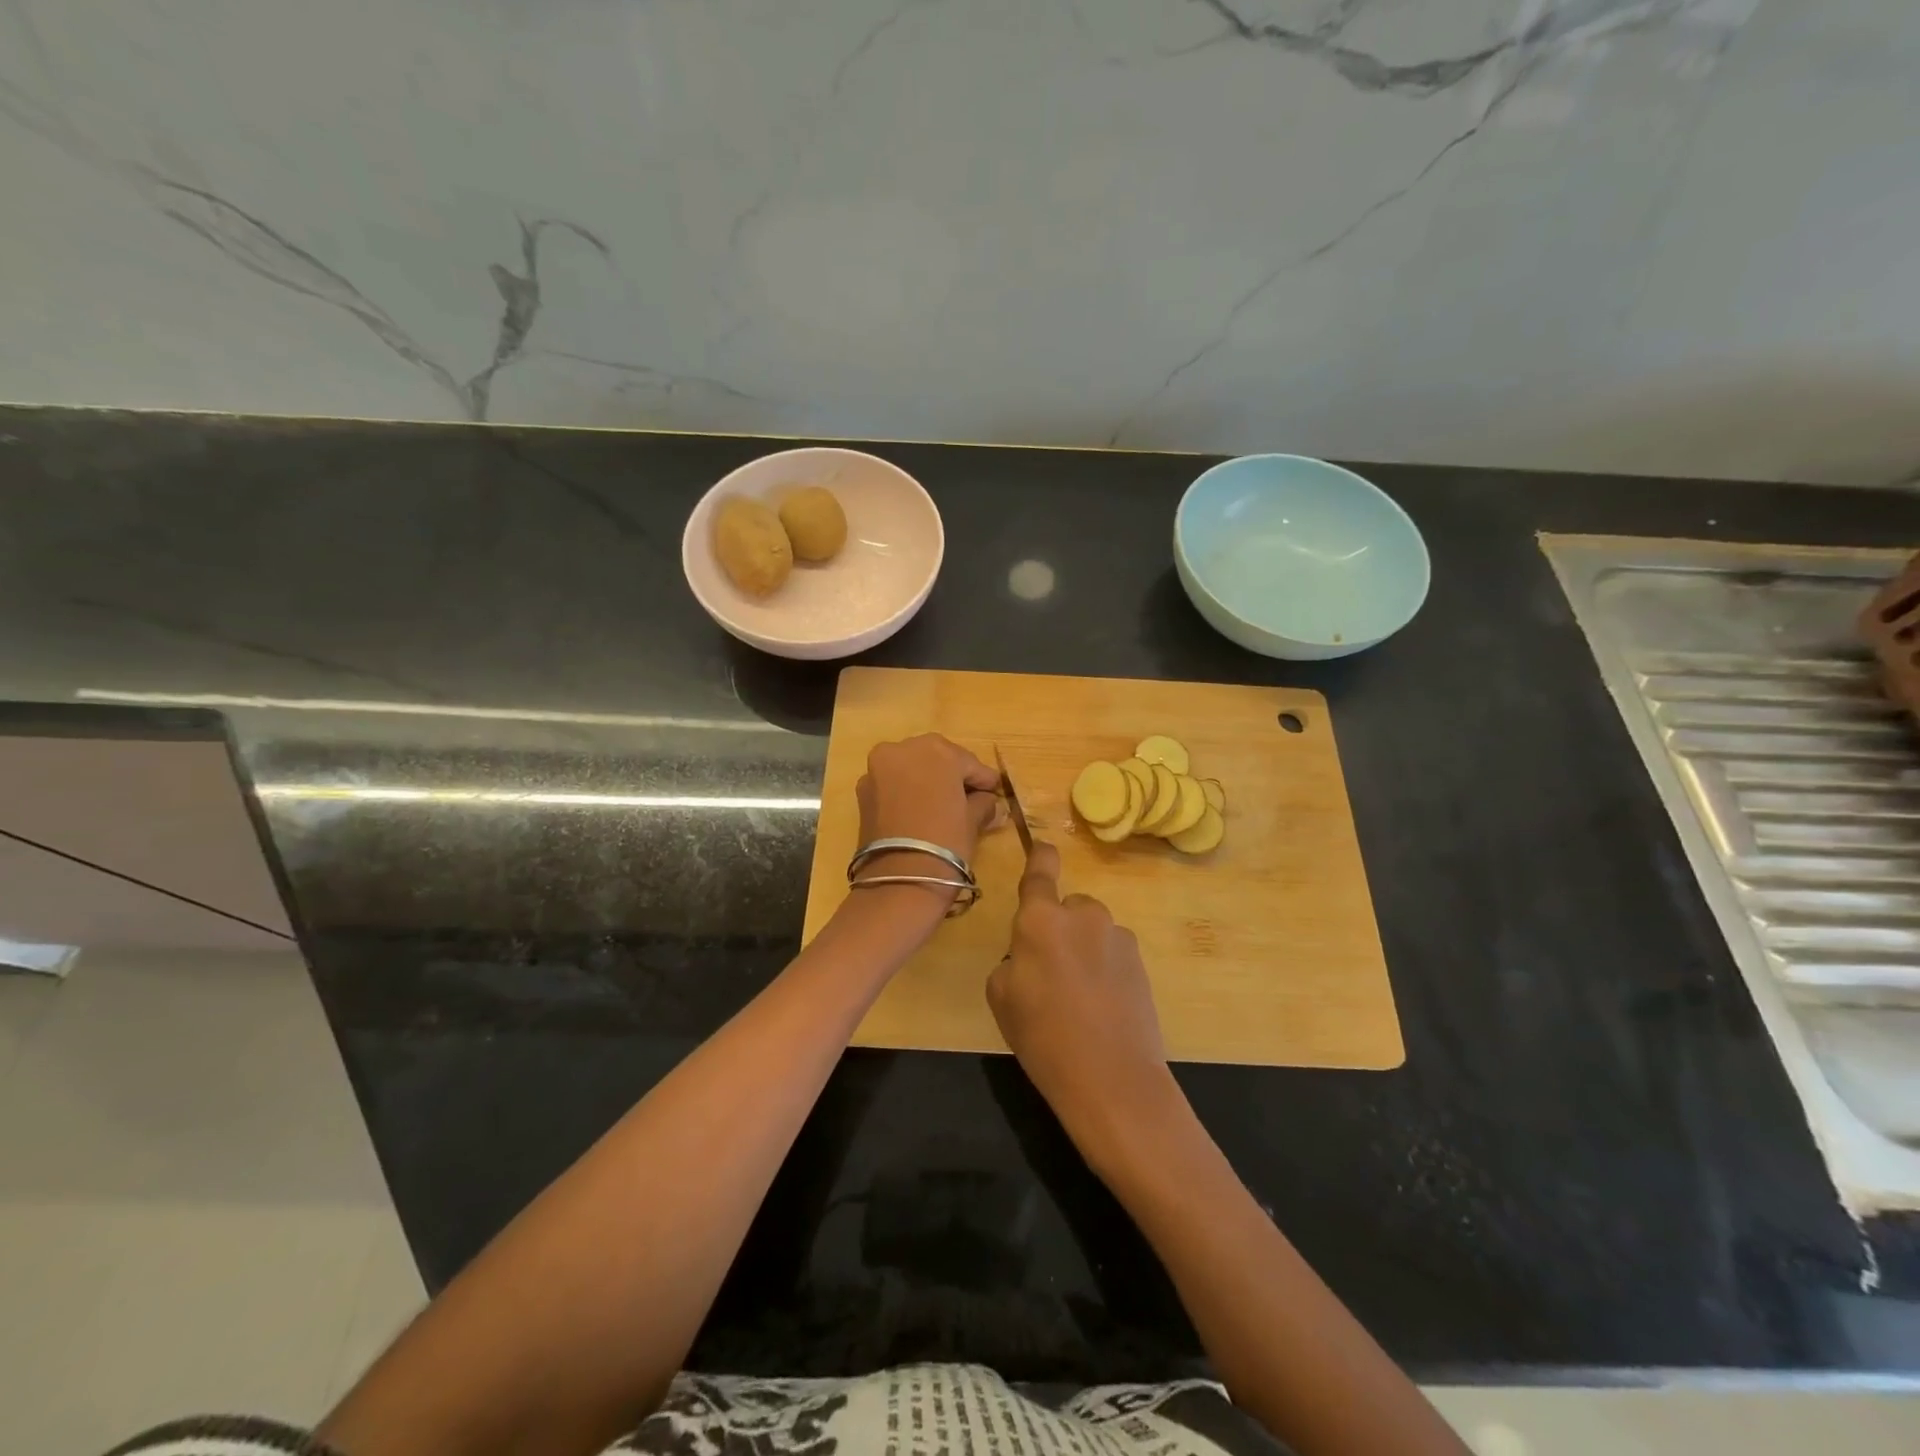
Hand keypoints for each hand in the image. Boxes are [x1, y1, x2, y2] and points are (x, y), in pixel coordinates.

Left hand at [851, 734, 1005, 911]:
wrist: (899, 879)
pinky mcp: (863, 789)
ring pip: (912, 768)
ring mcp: (878, 767)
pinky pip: (893, 783)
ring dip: (927, 781)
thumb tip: (990, 803)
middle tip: (968, 799)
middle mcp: (903, 748)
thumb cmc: (946, 841)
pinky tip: (919, 812)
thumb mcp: (973, 820)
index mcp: (937, 750)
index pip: (970, 764)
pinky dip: (907, 792)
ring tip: (942, 807)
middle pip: (937, 759)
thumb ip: (983, 803)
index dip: (984, 781)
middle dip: (952, 776)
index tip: (994, 794)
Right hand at [987, 842, 1176, 1168]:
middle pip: (1066, 909)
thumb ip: (1012, 958)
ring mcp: (1116, 936)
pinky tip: (1103, 1006)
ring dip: (1083, 949)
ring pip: (1091, 931)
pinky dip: (1105, 968)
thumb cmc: (1043, 1037)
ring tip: (1079, 998)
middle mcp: (1082, 916)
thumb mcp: (1001, 997)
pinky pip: (1112, 952)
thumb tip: (1029, 954)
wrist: (1112, 1079)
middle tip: (1049, 974)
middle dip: (1058, 929)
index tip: (1043, 846)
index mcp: (1041, 920)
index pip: (1040, 872)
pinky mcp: (1140, 960)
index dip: (1041, 857)